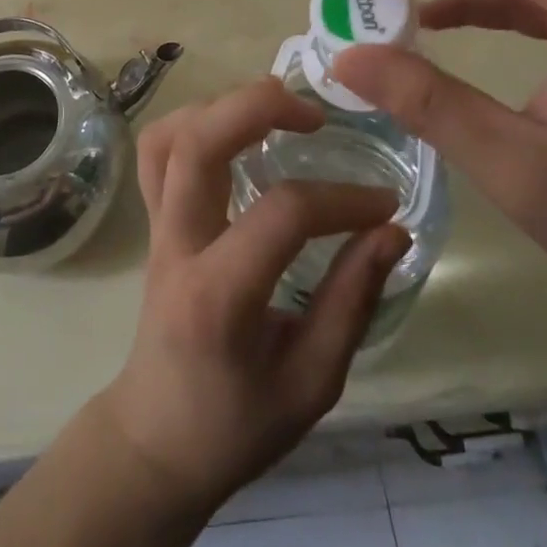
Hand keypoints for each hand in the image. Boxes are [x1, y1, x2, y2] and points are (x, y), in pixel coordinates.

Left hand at [97, 78, 411, 512]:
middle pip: (198, 143)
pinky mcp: (153, 219)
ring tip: (276, 111)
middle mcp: (177, 245)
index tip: (385, 205)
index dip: (341, 200)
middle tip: (315, 114)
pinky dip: (195, 122)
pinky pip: (158, 150)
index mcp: (218, 296)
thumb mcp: (311, 383)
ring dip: (222, 107)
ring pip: (169, 135)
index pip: (280, 215)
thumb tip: (392, 231)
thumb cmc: (235, 425)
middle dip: (257, 107)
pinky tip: (236, 130)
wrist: (156, 439)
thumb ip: (350, 301)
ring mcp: (156, 226)